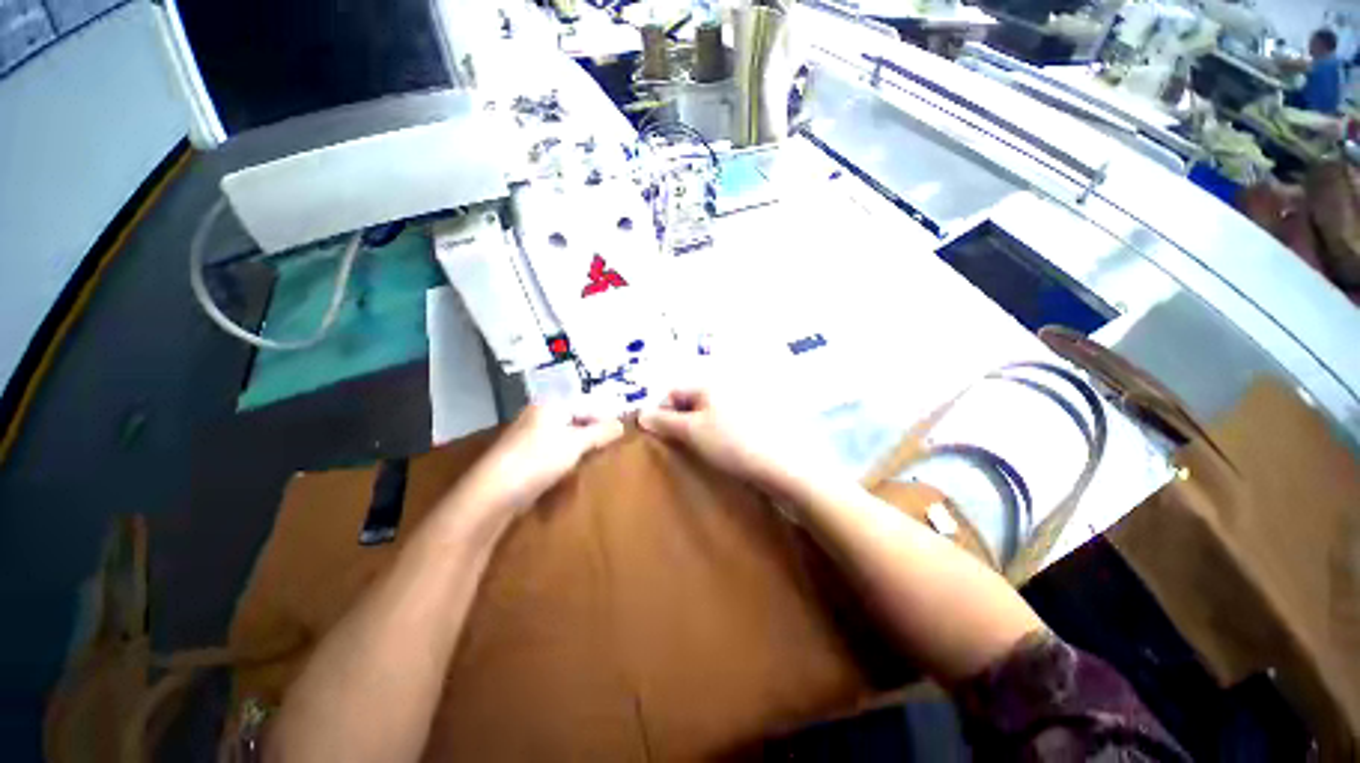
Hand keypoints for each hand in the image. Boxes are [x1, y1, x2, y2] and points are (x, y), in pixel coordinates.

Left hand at [453, 404, 624, 519]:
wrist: (493, 493)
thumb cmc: (539, 459)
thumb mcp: (576, 443)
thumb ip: (600, 432)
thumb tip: (622, 425)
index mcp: (551, 405)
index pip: (587, 404)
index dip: (606, 417)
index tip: (623, 431)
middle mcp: (539, 415)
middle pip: (576, 418)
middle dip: (594, 431)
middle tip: (612, 444)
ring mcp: (530, 435)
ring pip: (565, 435)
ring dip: (582, 445)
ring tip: (596, 456)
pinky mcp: (525, 454)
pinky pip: (554, 449)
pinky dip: (567, 455)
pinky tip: (573, 467)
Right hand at [638, 387, 825, 493]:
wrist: (784, 465)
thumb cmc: (732, 444)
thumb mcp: (692, 432)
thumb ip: (665, 422)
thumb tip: (641, 413)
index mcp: (710, 385)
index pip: (674, 391)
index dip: (661, 411)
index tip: (659, 435)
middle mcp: (726, 388)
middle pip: (692, 401)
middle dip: (679, 421)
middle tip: (679, 444)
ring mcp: (743, 404)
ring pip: (709, 414)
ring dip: (698, 429)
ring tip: (699, 451)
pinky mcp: (756, 421)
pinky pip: (726, 423)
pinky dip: (717, 434)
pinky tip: (721, 451)